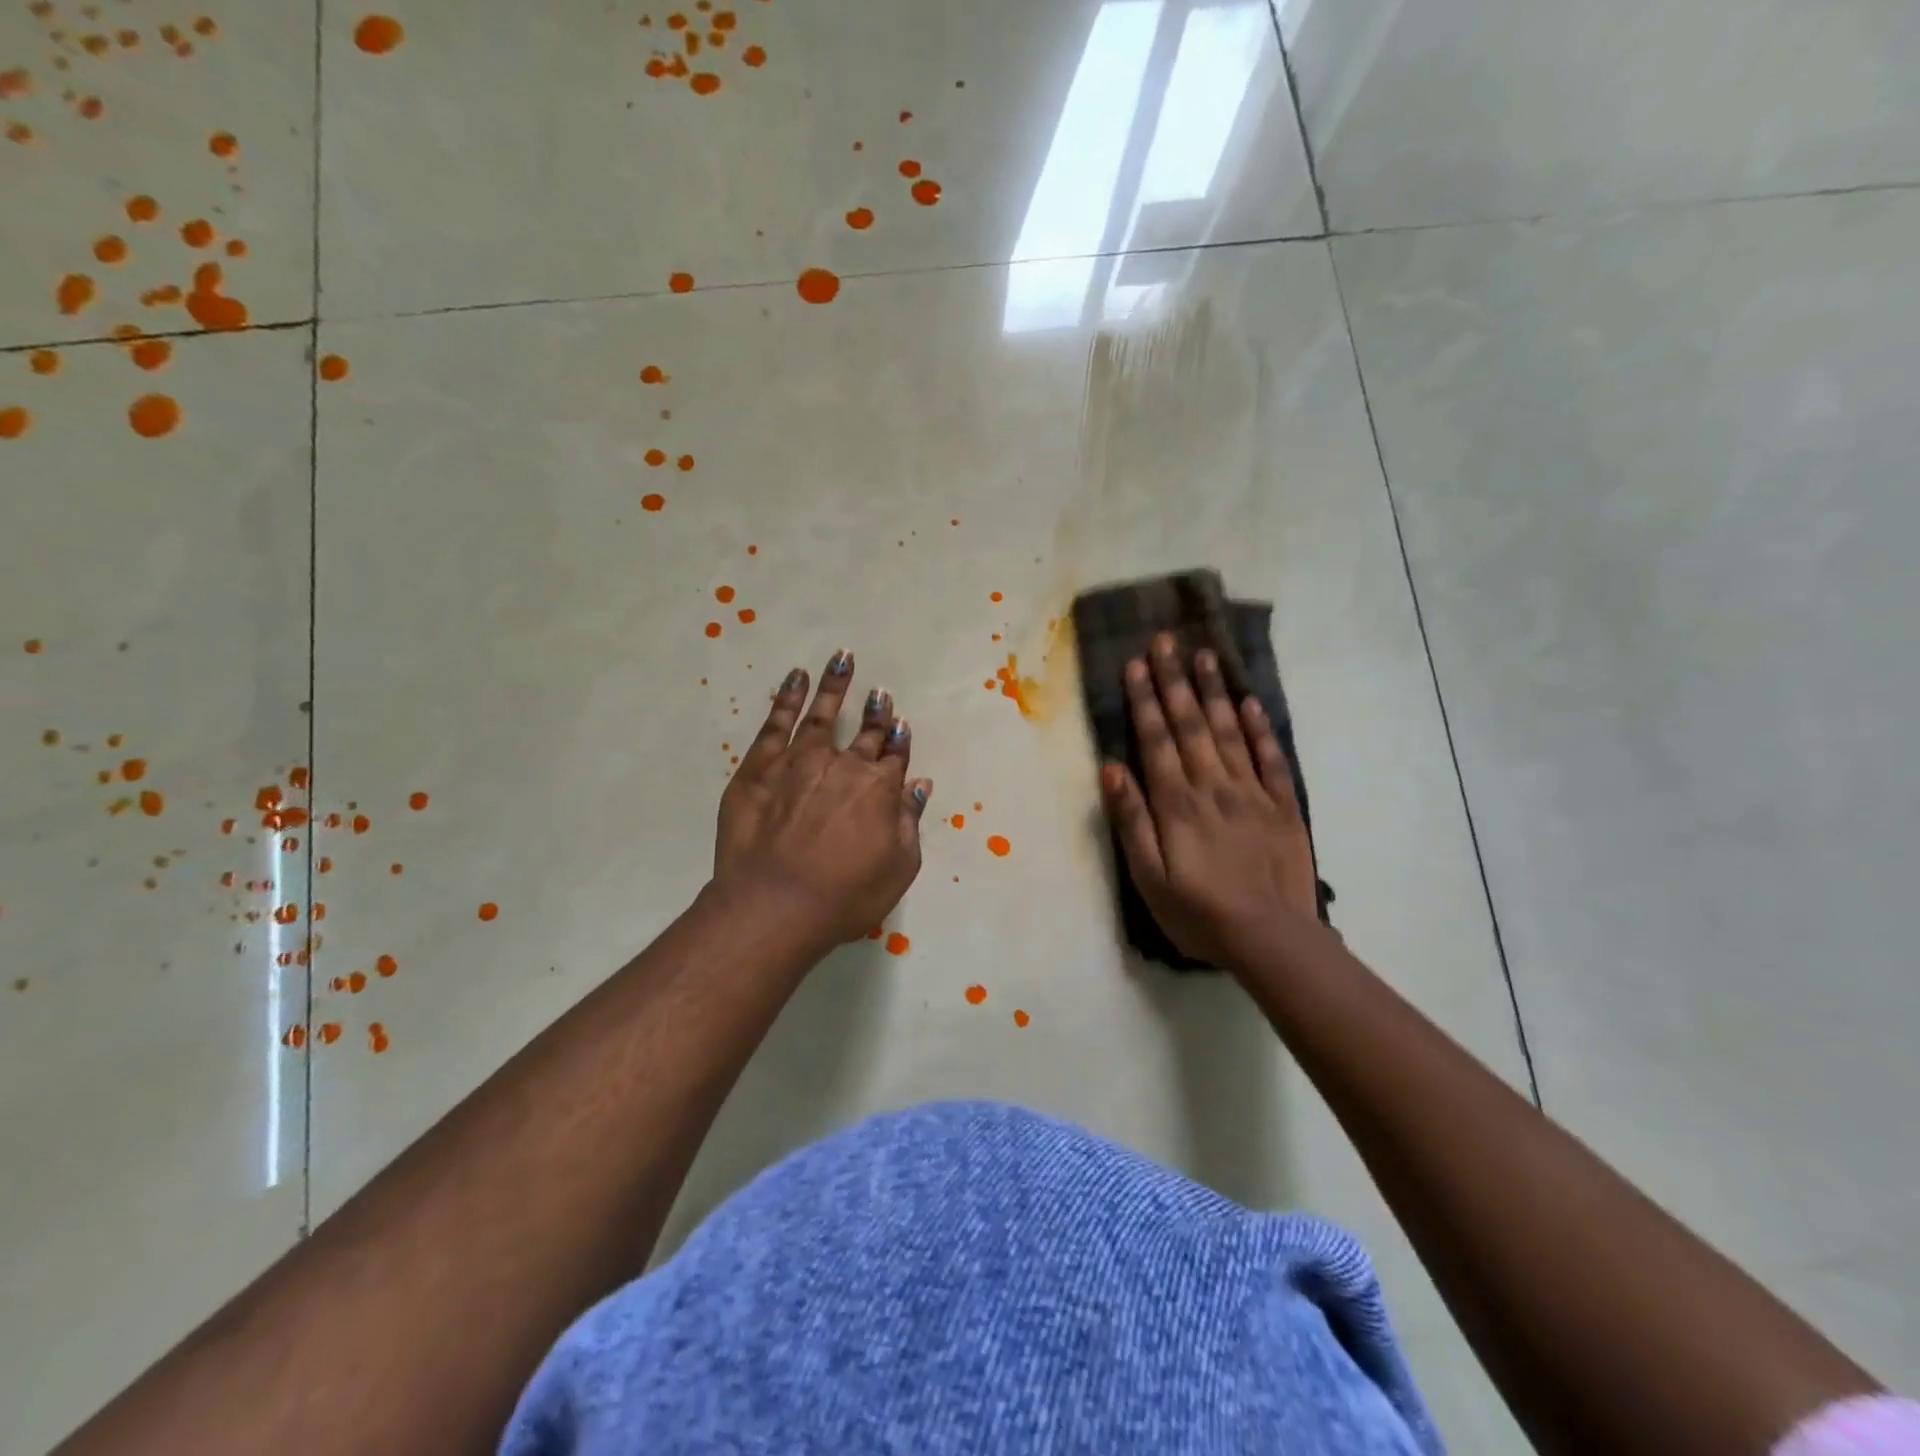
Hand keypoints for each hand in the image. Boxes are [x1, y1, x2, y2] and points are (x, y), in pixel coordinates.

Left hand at [714, 650, 932, 950]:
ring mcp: (799, 761)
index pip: (894, 756)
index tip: (899, 722)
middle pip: (865, 733)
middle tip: (880, 693)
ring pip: (822, 715)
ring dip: (835, 686)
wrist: (774, 905)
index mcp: (879, 790)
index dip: (899, 739)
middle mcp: (844, 766)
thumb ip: (909, 822)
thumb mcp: (898, 869)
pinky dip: (788, 697)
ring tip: (842, 659)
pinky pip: (777, 722)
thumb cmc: (844, 897)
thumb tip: (918, 784)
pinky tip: (797, 678)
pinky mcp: (760, 767)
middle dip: (876, 712)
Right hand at [1099, 634, 1318, 965]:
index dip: (1145, 700)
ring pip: (1230, 731)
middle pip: (1190, 725)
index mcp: (1177, 803)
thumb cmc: (1198, 912)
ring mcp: (1252, 793)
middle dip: (1174, 681)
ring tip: (1205, 655)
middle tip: (1165, 641)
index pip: (1157, 740)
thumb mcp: (1148, 878)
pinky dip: (1260, 728)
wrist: (1271, 938)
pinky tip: (1250, 702)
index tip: (1136, 664)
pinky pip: (1270, 758)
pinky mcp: (1283, 806)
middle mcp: (1213, 786)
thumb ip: (1132, 821)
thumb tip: (1112, 768)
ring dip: (1214, 692)